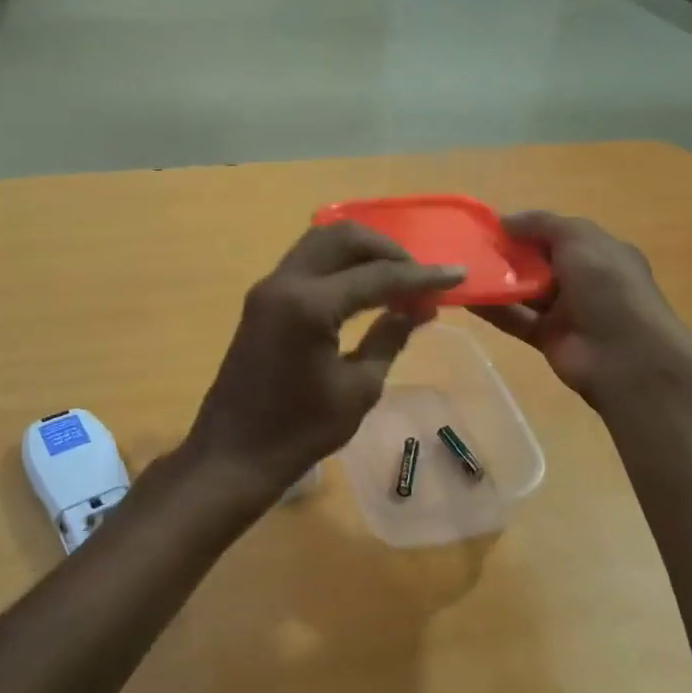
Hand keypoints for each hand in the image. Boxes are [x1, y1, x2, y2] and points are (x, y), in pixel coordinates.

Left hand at [183, 223, 465, 511]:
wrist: (233, 455)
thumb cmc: (299, 432)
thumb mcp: (358, 389)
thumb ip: (389, 337)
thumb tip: (418, 308)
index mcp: (309, 304)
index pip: (377, 275)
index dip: (422, 275)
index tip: (458, 275)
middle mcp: (285, 282)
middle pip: (344, 237)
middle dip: (389, 250)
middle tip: (421, 276)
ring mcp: (269, 288)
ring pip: (322, 242)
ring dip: (363, 252)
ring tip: (398, 279)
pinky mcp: (263, 300)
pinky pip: (307, 262)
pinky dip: (340, 265)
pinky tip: (366, 289)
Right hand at [474, 211, 691, 407]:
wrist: (628, 357)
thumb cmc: (609, 287)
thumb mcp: (580, 238)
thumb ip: (542, 224)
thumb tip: (505, 220)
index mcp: (599, 252)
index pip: (558, 235)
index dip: (527, 228)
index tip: (490, 225)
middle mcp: (583, 280)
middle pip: (538, 262)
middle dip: (507, 253)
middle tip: (469, 246)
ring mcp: (566, 311)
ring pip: (524, 290)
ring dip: (496, 280)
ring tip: (460, 268)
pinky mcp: (547, 337)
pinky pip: (515, 318)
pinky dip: (492, 308)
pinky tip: (465, 296)